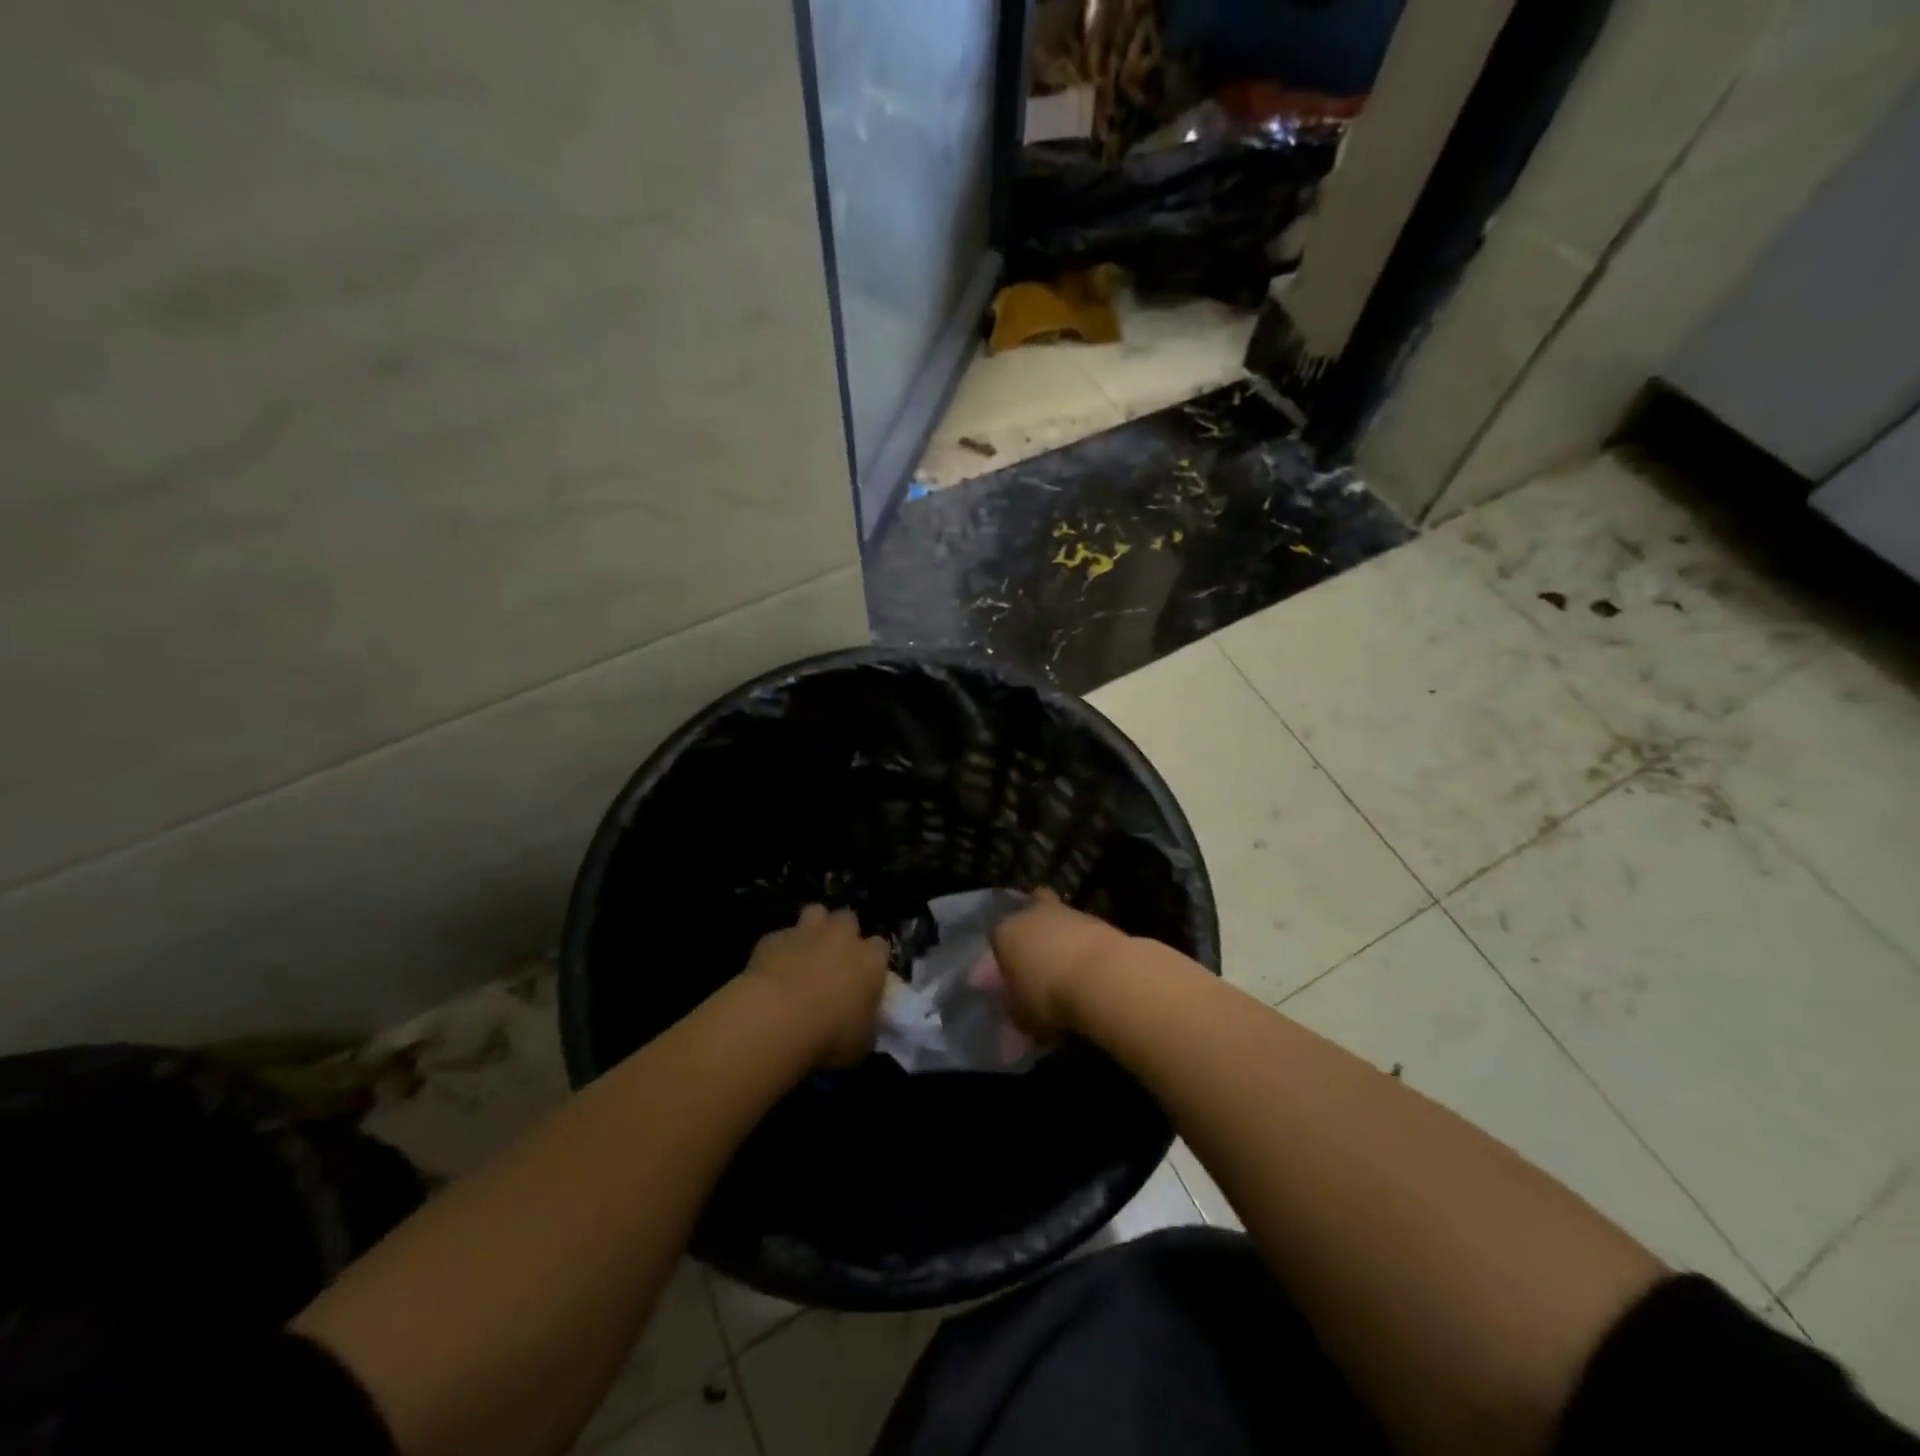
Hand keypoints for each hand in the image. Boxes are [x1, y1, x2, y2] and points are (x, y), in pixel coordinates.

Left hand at [743, 905, 889, 1067]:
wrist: (776, 1018)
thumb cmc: (829, 1035)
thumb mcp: (860, 1042)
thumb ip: (865, 1024)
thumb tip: (862, 1022)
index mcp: (871, 960)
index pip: (881, 947)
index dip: (872, 959)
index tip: (865, 976)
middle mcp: (842, 938)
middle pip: (848, 919)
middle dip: (843, 933)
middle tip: (835, 957)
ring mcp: (806, 933)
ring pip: (816, 913)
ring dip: (814, 928)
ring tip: (806, 951)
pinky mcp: (774, 938)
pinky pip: (780, 937)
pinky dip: (779, 949)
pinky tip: (772, 969)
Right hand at [988, 890, 1130, 1039]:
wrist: (1101, 978)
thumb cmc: (1048, 997)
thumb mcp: (1021, 1016)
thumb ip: (1016, 1006)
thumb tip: (1018, 1005)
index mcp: (1004, 934)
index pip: (997, 940)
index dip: (1005, 958)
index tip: (1015, 978)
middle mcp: (1031, 914)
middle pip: (1028, 913)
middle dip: (1033, 931)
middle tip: (1040, 958)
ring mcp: (1066, 912)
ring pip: (1058, 917)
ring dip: (1062, 936)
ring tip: (1070, 967)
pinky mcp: (1097, 918)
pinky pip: (1084, 930)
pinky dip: (1085, 944)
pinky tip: (1091, 967)